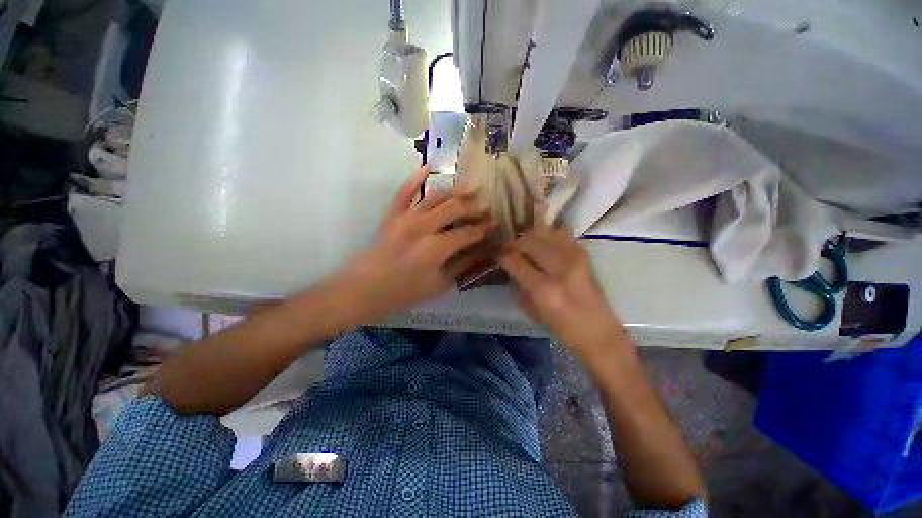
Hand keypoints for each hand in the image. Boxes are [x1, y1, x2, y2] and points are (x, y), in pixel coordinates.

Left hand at [342, 166, 492, 320]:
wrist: (366, 288)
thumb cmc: (405, 291)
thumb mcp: (440, 284)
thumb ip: (463, 265)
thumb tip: (484, 251)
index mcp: (436, 248)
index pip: (467, 233)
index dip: (483, 228)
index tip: (495, 222)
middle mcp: (423, 226)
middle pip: (455, 209)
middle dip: (474, 207)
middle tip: (487, 206)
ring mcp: (406, 217)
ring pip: (436, 197)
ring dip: (455, 192)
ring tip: (469, 191)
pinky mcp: (393, 214)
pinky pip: (404, 191)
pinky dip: (415, 178)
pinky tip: (428, 167)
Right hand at [498, 217, 624, 352]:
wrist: (597, 329)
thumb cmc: (561, 327)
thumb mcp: (532, 311)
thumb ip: (518, 286)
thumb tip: (509, 266)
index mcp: (544, 289)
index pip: (515, 261)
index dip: (502, 255)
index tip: (497, 254)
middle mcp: (559, 269)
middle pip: (529, 241)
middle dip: (514, 242)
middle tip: (508, 248)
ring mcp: (574, 258)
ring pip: (544, 233)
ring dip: (530, 236)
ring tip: (525, 245)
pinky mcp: (583, 254)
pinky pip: (561, 234)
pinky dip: (548, 235)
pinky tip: (543, 243)